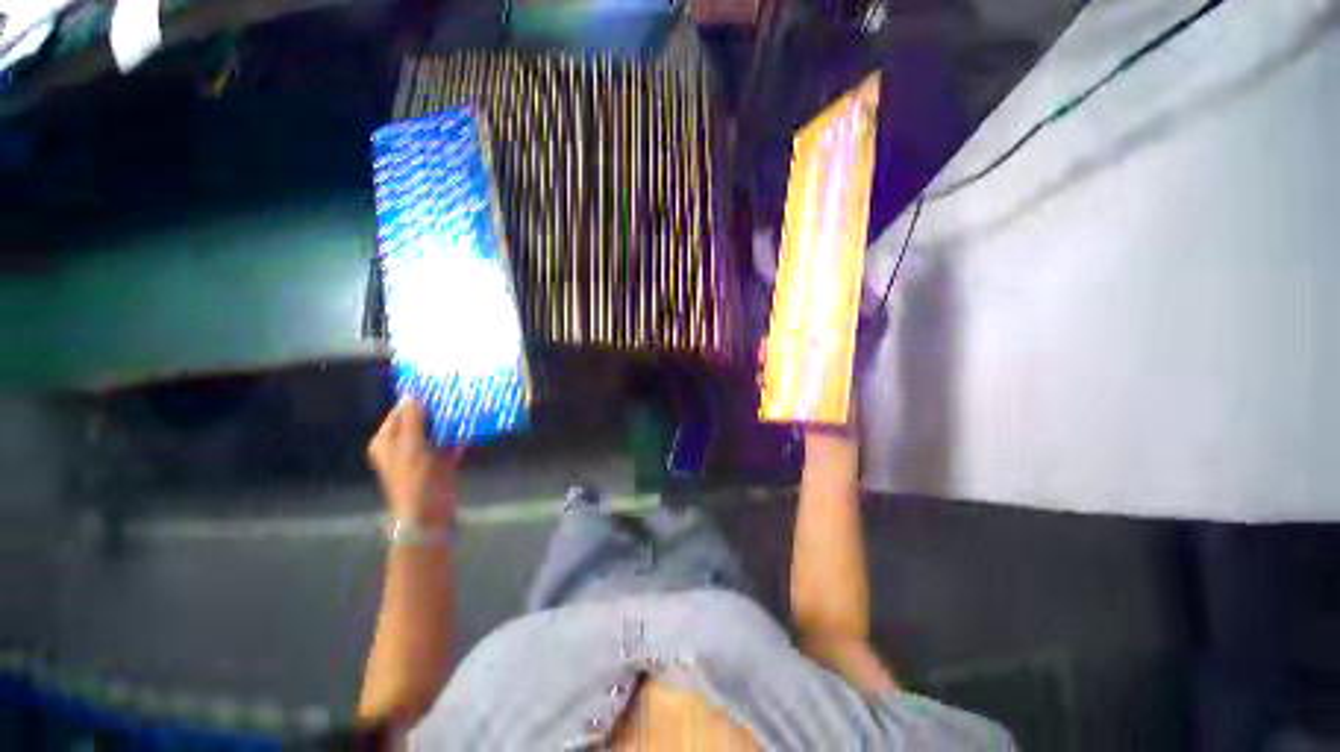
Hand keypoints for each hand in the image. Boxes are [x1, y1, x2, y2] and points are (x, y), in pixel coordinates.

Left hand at [368, 399, 461, 526]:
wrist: (428, 513)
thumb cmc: (413, 479)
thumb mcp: (410, 446)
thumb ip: (412, 420)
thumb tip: (412, 394)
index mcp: (387, 441)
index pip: (399, 412)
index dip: (415, 399)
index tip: (435, 385)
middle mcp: (403, 446)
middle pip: (419, 420)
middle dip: (436, 409)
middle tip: (455, 392)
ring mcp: (423, 454)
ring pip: (437, 431)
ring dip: (450, 421)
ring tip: (466, 403)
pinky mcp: (441, 462)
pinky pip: (450, 442)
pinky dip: (459, 434)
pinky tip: (473, 424)